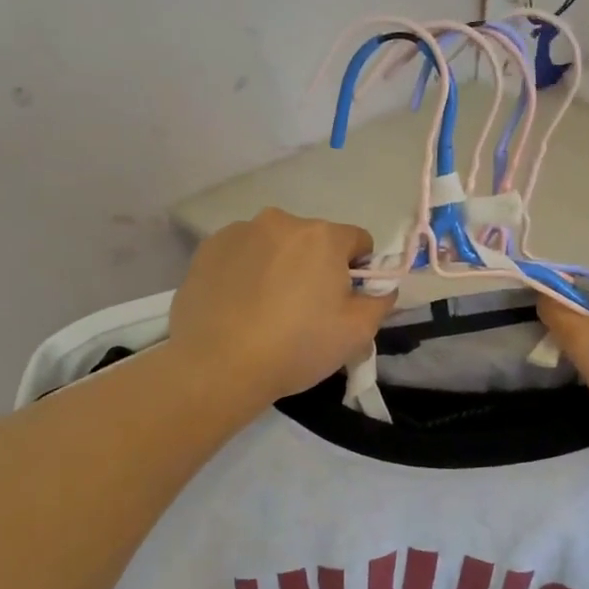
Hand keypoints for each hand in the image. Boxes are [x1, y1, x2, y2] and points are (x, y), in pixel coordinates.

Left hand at [170, 208, 394, 406]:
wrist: (217, 367)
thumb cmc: (296, 347)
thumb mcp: (357, 332)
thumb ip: (380, 301)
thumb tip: (380, 288)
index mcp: (323, 236)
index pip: (358, 241)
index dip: (358, 272)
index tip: (343, 302)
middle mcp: (281, 221)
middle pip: (313, 241)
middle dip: (316, 267)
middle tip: (305, 311)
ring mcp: (239, 232)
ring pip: (275, 246)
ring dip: (279, 267)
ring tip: (266, 310)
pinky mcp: (208, 250)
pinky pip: (241, 255)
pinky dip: (246, 272)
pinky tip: (239, 306)